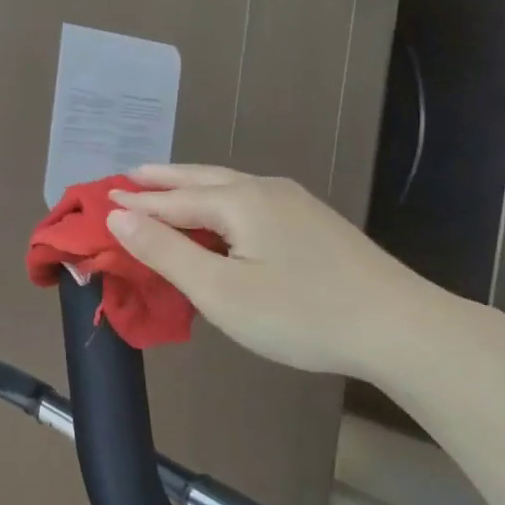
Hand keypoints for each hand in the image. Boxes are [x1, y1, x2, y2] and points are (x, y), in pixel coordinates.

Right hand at [106, 165, 460, 380]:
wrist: (402, 328)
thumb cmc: (300, 313)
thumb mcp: (219, 290)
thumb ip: (165, 251)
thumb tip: (118, 216)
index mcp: (239, 201)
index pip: (171, 199)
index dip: (135, 202)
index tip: (102, 198)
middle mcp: (265, 190)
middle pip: (201, 179)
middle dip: (162, 179)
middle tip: (129, 176)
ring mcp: (296, 204)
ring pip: (229, 186)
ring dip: (191, 186)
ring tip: (166, 188)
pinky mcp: (315, 224)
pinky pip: (250, 200)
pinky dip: (218, 200)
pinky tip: (221, 214)